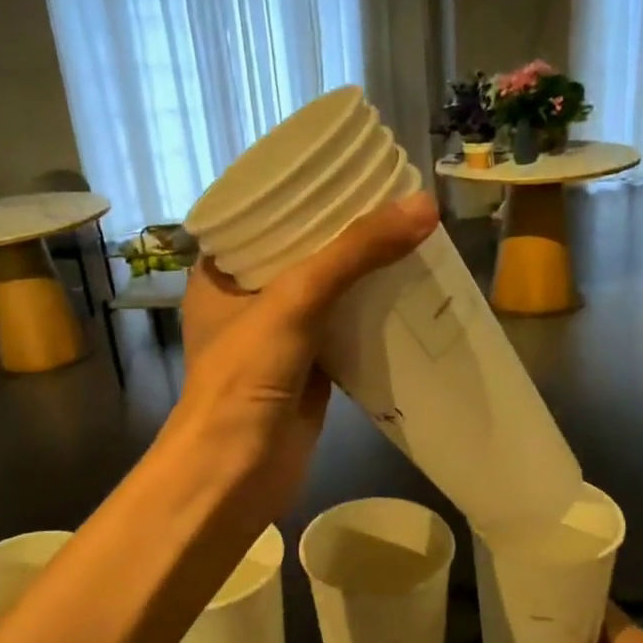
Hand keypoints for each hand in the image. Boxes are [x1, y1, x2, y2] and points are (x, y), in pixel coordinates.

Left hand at [173, 191, 439, 521]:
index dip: (299, 193)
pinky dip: (370, 315)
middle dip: (342, 233)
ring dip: (360, 273)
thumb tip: (422, 206)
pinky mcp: (307, 371)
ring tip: (407, 235)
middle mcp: (245, 303)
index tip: (345, 170)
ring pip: (325, 294)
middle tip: (391, 200)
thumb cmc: (245, 378)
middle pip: (299, 254)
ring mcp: (278, 339)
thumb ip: (354, 253)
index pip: (258, 217)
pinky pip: (343, 331)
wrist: (237, 473)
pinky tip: (407, 291)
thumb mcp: (294, 301)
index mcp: (219, 275)